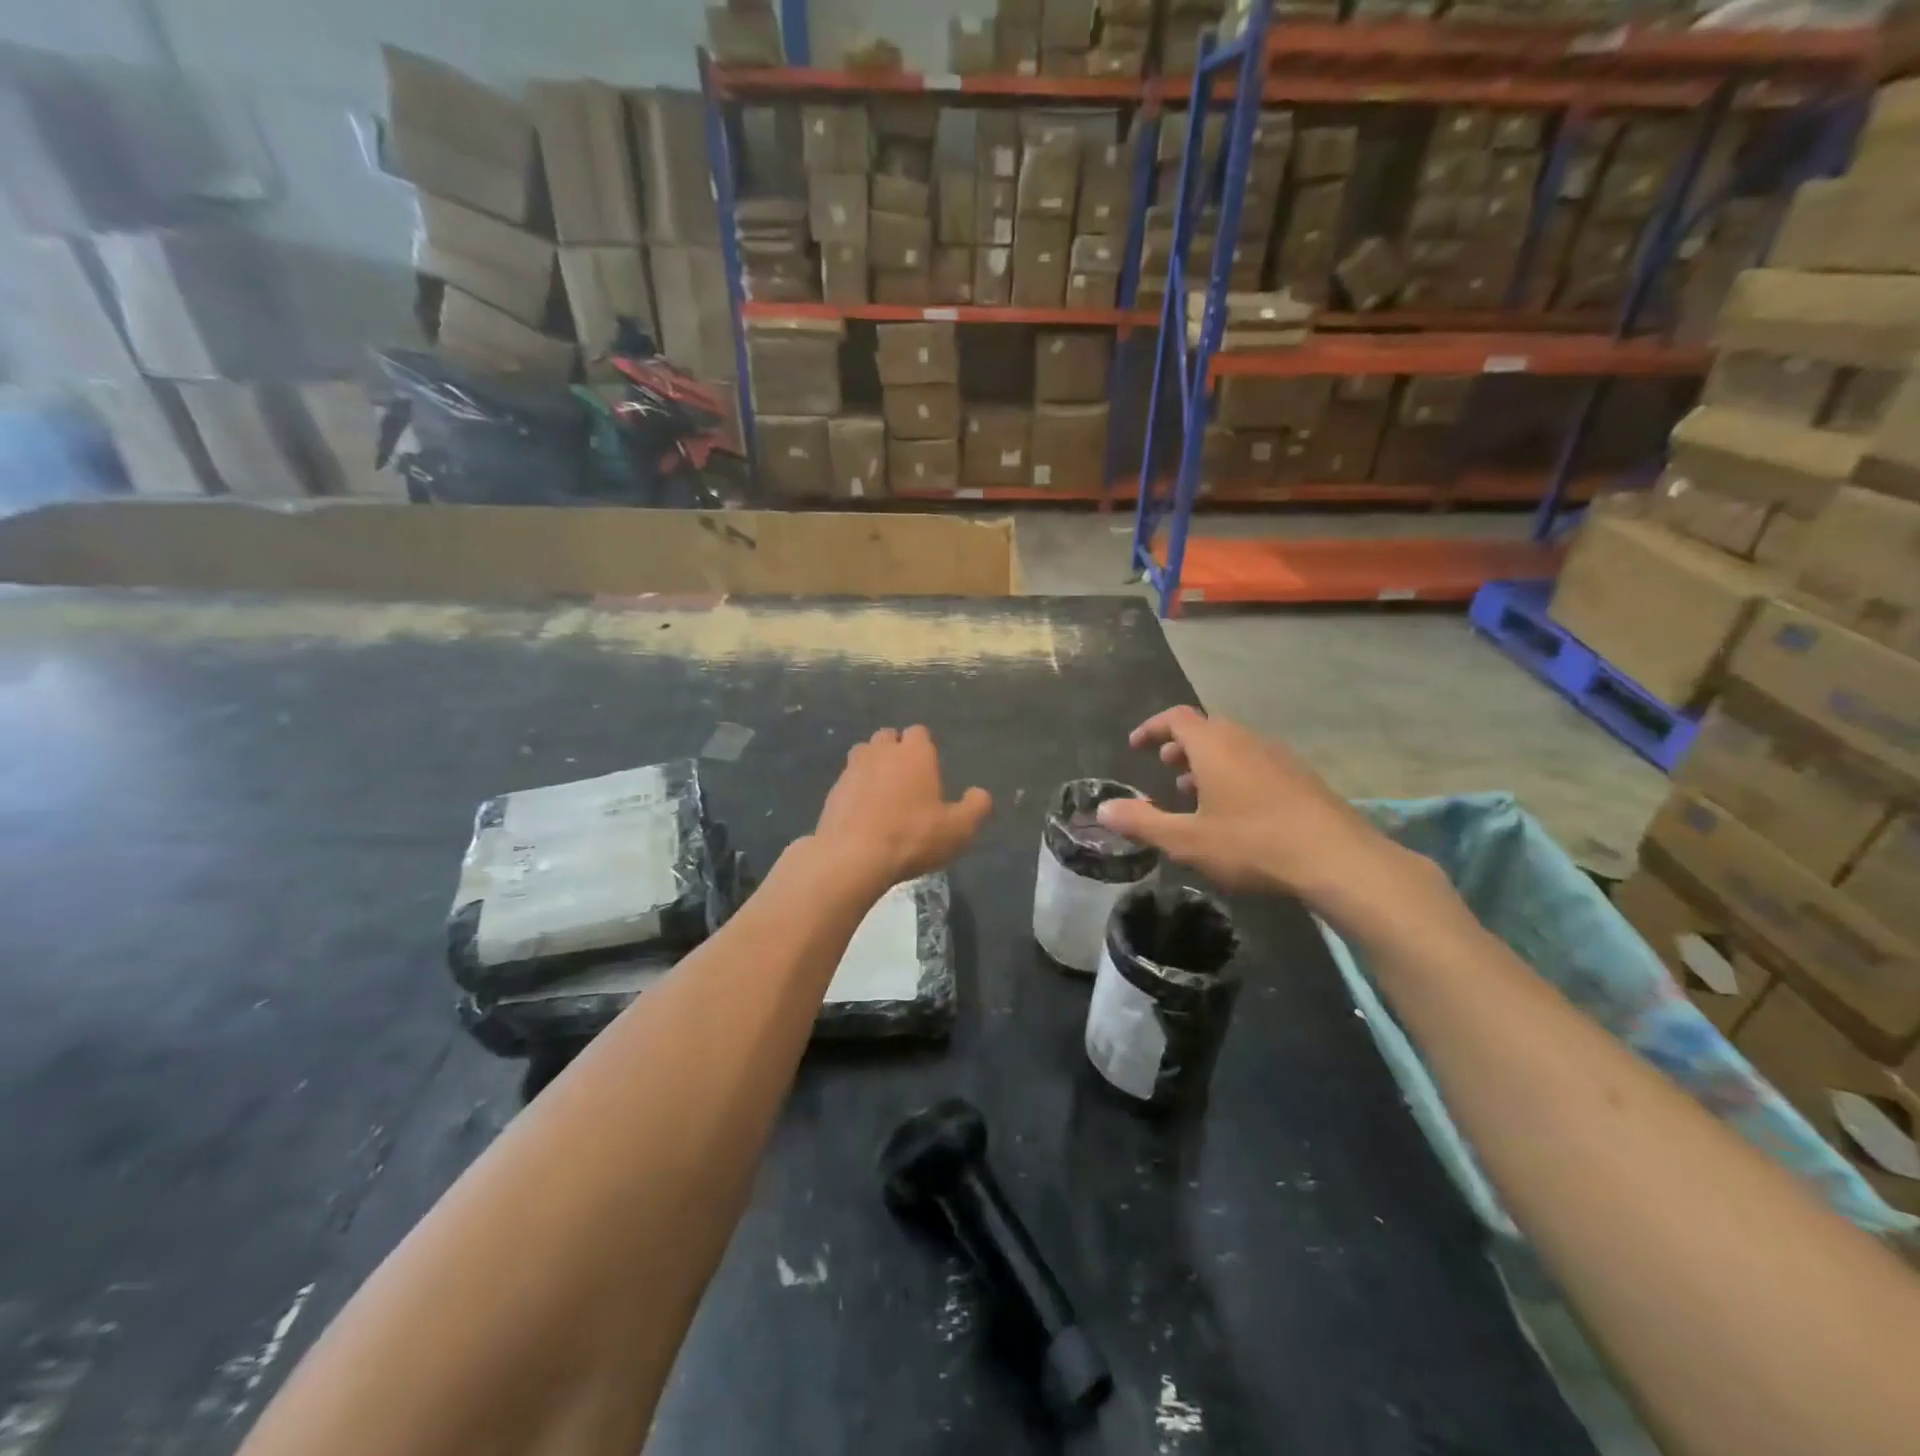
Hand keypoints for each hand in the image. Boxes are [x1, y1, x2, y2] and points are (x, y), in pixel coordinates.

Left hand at [813, 726, 991, 891]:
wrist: (853, 856)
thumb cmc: (912, 837)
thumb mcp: (958, 829)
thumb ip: (976, 807)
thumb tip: (980, 793)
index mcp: (915, 753)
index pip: (920, 732)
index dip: (925, 748)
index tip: (930, 770)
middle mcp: (881, 751)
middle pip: (888, 737)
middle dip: (896, 751)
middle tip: (907, 779)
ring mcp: (852, 768)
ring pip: (864, 753)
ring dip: (873, 765)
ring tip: (882, 792)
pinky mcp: (833, 790)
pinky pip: (848, 780)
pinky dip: (856, 789)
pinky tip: (863, 812)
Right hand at [1095, 707, 1439, 924]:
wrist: (1337, 859)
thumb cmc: (1252, 843)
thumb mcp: (1186, 840)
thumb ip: (1142, 822)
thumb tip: (1103, 810)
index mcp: (1214, 745)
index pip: (1176, 717)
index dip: (1152, 727)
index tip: (1136, 746)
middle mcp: (1246, 739)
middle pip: (1207, 729)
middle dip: (1181, 745)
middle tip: (1165, 769)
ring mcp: (1279, 756)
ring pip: (1234, 746)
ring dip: (1209, 762)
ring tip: (1196, 793)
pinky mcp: (1302, 777)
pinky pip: (1257, 762)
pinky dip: (1236, 773)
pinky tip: (1238, 811)